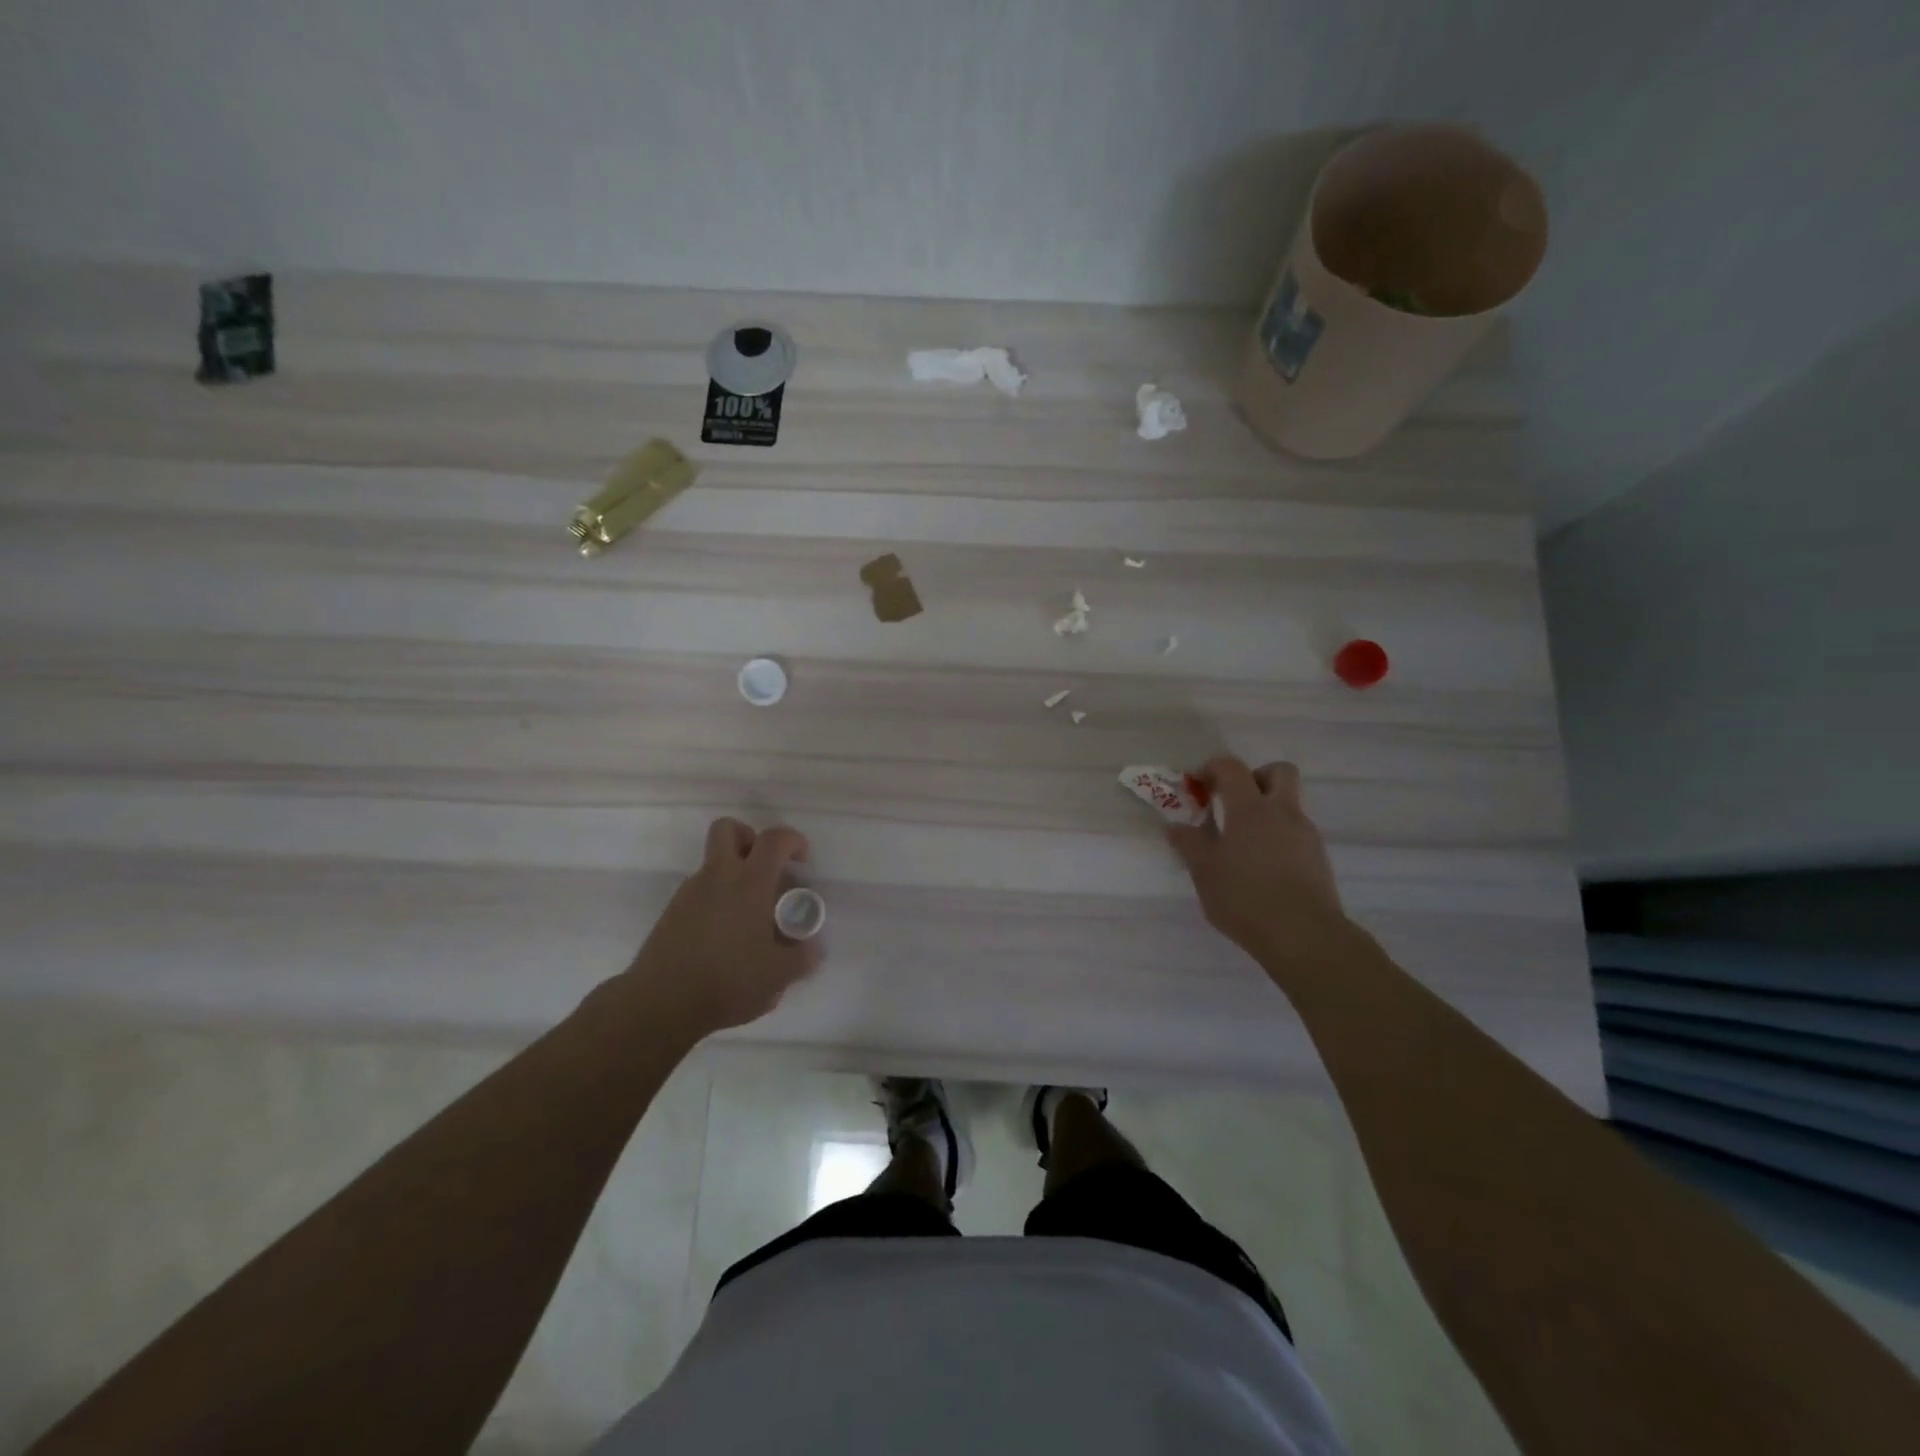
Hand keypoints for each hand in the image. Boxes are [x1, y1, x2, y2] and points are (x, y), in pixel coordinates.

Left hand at [620, 817, 822, 1039]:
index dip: (793, 841)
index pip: (774, 839)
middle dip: (749, 838)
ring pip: (712, 863)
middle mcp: (717, 877)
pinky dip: (715, 901)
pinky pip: (699, 892)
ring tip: (749, 916)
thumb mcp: (778, 975)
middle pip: (727, 829)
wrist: (660, 1004)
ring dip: (733, 875)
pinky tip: (725, 937)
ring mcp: (689, 893)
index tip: (801, 861)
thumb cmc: (728, 981)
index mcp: (749, 883)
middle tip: (765, 868)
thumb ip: (802, 957)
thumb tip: (812, 948)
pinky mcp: (671, 914)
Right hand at [1167, 757, 1348, 958]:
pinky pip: (1297, 835)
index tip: (1198, 786)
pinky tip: (1263, 870)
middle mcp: (1282, 812)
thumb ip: (1189, 844)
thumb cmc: (1245, 897)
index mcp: (1250, 808)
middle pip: (1279, 772)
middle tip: (1234, 802)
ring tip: (1244, 846)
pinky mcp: (1319, 860)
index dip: (1213, 768)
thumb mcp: (1204, 871)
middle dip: (1256, 777)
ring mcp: (1306, 835)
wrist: (1303, 935)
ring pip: (1289, 806)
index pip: (1232, 768)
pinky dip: (1279, 840)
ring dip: (1267, 813)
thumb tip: (1175, 826)